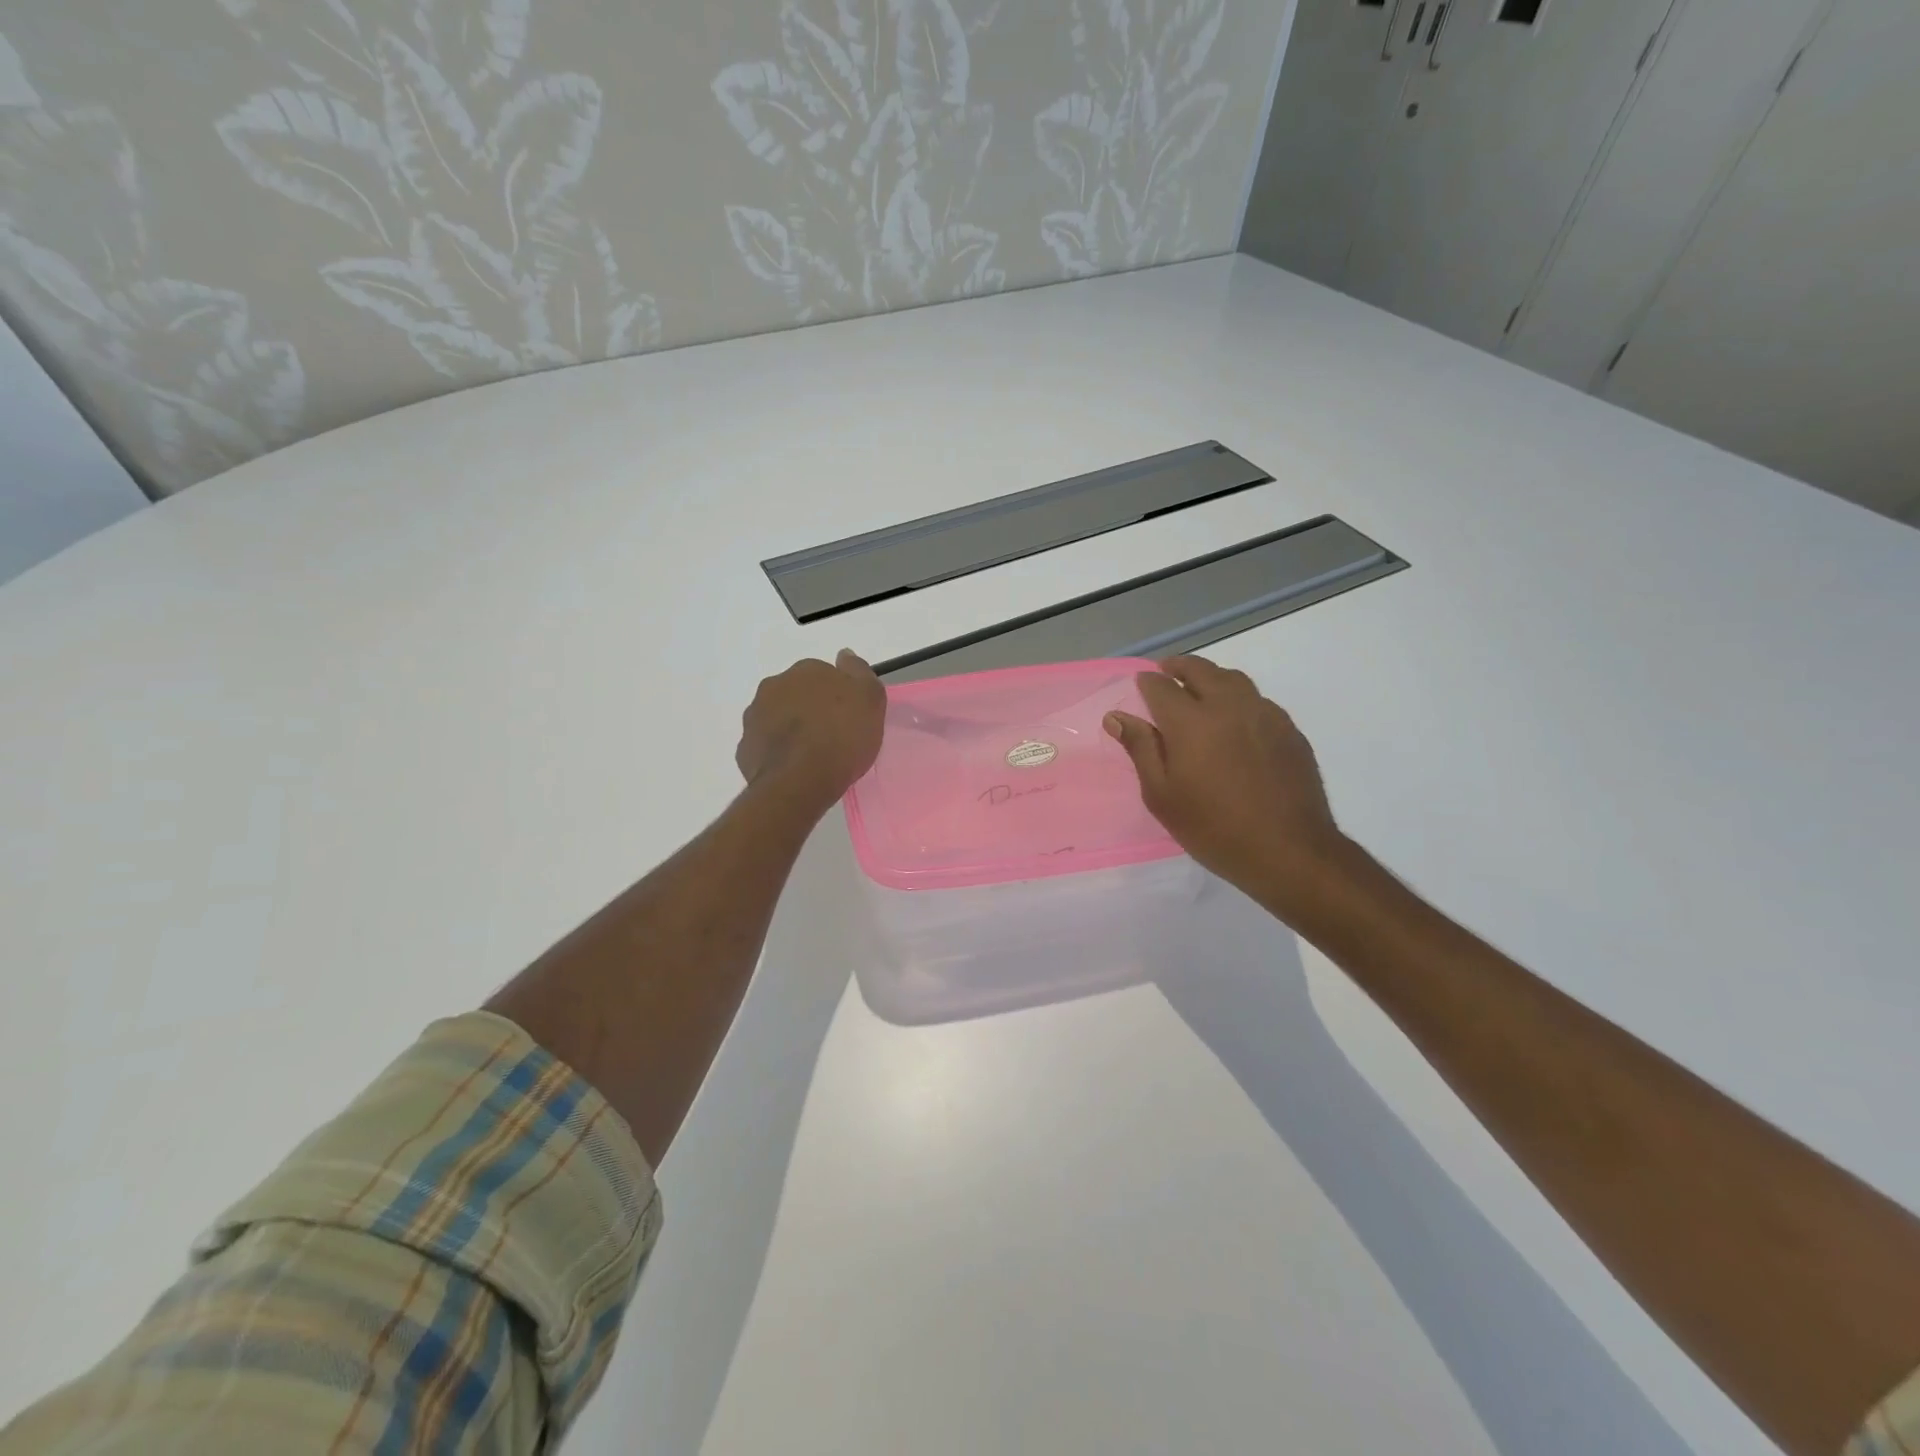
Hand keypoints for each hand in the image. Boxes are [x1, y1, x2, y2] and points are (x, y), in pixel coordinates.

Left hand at [736, 650, 886, 811]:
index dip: (838, 695)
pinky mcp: (745, 748)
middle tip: (831, 734)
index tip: (848, 715)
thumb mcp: (869, 699)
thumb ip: (858, 672)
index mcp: (806, 670)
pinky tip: (793, 769)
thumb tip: (844, 655)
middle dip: (810, 708)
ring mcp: (754, 717)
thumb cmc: (841, 737)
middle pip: (797, 693)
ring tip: (811, 755)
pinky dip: (777, 752)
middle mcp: (774, 686)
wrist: (800, 781)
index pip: (824, 674)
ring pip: (777, 717)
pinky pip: (765, 745)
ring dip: (790, 728)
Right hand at [1105, 655, 1346, 911]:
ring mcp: (1264, 714)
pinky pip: (1258, 700)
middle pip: (1201, 670)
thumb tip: (1117, 717)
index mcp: (1191, 721)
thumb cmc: (1213, 828)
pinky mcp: (1289, 730)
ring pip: (1234, 679)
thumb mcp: (1162, 795)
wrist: (1288, 851)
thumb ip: (1141, 749)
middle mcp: (1228, 706)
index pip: (1161, 686)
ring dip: (1211, 677)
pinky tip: (1235, 720)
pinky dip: (1238, 698)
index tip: (1140, 686)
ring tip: (1200, 690)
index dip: (1147, 683)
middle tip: (1167, 673)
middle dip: (1179, 667)